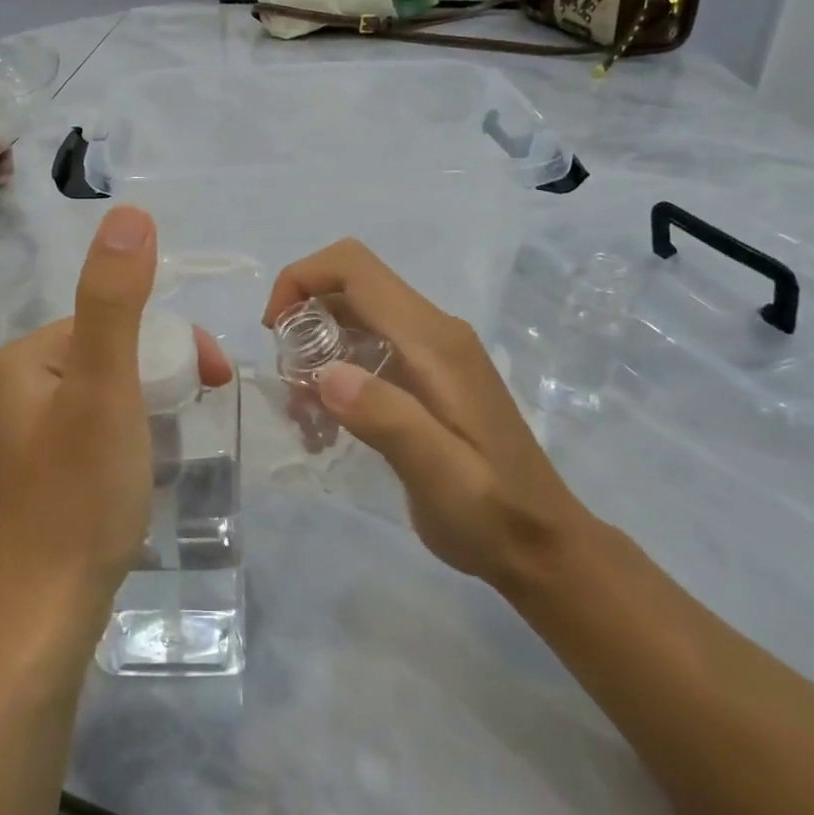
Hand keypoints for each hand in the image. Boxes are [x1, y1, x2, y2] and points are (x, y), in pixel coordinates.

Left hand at [0, 206, 231, 645]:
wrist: (41, 619)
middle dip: (166, 376)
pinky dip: (132, 440)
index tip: (215, 381)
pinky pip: (99, 434)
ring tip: (172, 450)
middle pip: (114, 356)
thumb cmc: (78, 496)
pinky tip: (141, 475)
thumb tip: (128, 213)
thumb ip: (116, 300)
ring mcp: (28, 437)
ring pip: (111, 396)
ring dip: (153, 408)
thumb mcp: (105, 388)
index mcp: (27, 358)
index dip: (174, 343)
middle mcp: (19, 388)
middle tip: (199, 416)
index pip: (116, 320)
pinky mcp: (43, 478)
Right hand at [263, 239, 589, 597]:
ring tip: (305, 418)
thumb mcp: (438, 474)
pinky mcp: (426, 379)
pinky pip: (365, 353)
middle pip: (348, 290)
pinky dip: (334, 378)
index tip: (273, 332)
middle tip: (290, 390)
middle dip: (303, 326)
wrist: (540, 545)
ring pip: (352, 323)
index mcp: (433, 341)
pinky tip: (326, 428)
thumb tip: (325, 374)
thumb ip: (387, 418)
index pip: (355, 269)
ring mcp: (430, 354)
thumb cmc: (491, 512)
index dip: (302, 279)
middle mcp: (432, 333)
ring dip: (315, 357)